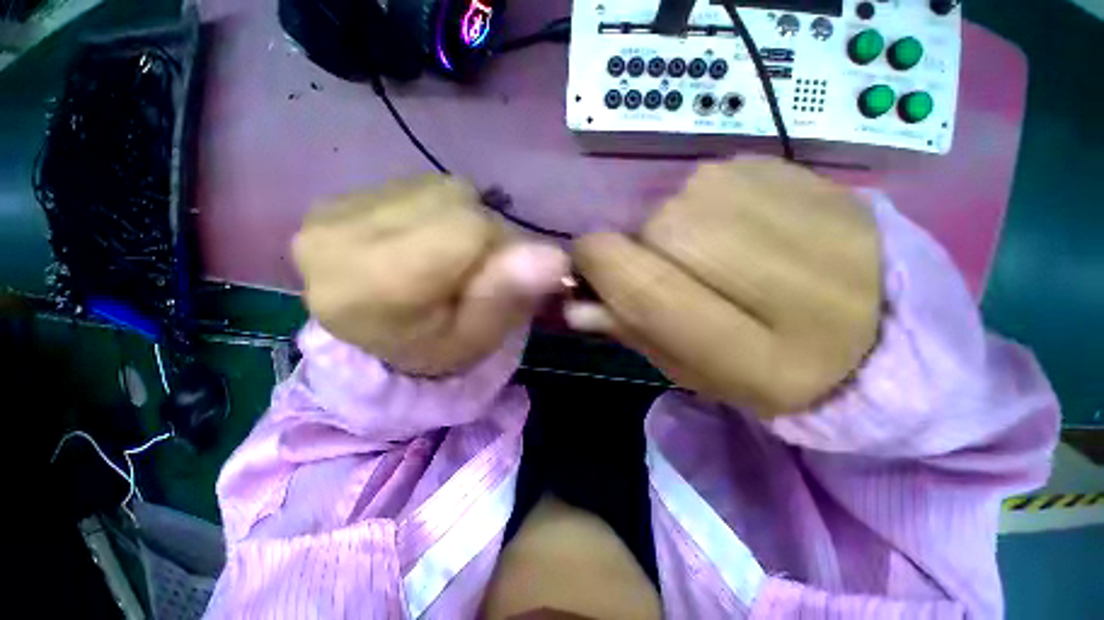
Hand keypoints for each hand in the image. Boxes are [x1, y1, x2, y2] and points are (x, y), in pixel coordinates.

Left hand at [293, 175, 568, 375]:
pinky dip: (435, 212)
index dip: (500, 249)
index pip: (471, 227)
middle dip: (482, 233)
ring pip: (439, 189)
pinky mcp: (339, 199)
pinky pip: (416, 187)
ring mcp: (336, 210)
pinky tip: (421, 243)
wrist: (373, 344)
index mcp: (378, 281)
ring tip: (445, 258)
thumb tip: (555, 258)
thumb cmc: (433, 349)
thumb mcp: (476, 338)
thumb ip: (508, 296)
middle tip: (470, 271)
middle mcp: (344, 234)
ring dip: (460, 220)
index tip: (496, 277)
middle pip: (455, 202)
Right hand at [568, 158, 880, 415]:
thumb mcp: (696, 369)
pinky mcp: (803, 172)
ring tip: (714, 256)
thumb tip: (577, 304)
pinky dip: (706, 207)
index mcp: (758, 351)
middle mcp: (781, 274)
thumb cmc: (773, 367)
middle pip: (655, 231)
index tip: (590, 269)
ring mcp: (800, 208)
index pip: (645, 285)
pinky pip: (709, 179)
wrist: (881, 326)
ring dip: (674, 231)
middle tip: (672, 275)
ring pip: (677, 201)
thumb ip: (636, 332)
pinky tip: (743, 230)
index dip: (600, 269)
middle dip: (643, 253)